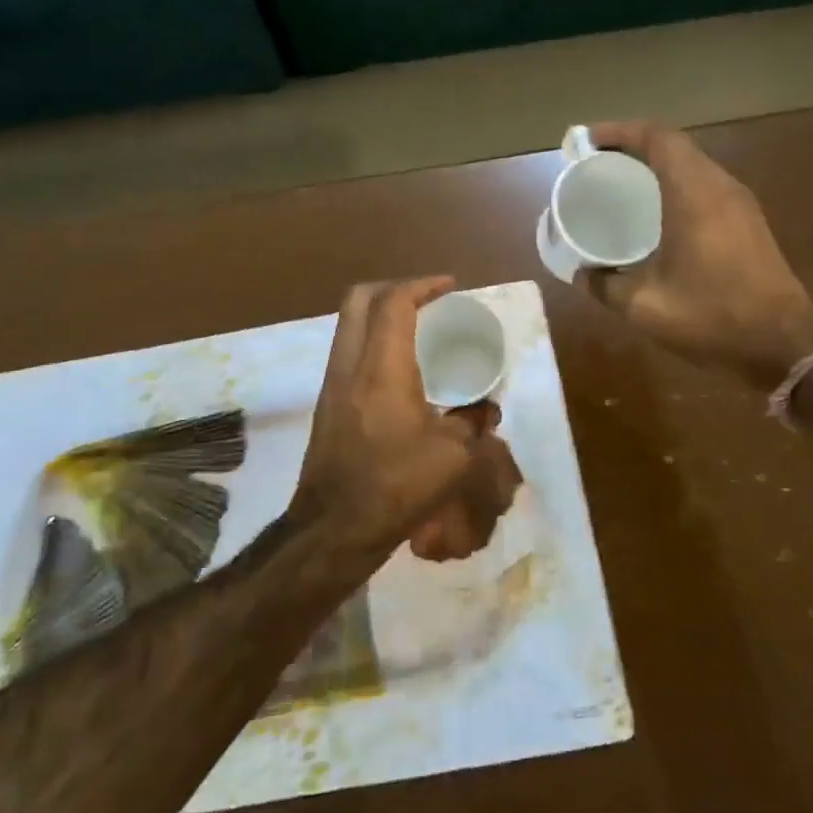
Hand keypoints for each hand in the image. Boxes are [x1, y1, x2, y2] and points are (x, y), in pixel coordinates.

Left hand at [290, 277, 523, 567]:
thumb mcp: (454, 457)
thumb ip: (474, 424)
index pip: (394, 302)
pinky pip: (347, 350)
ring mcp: (331, 383)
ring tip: (416, 328)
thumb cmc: (396, 485)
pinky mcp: (326, 403)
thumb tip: (487, 410)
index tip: (450, 287)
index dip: (422, 285)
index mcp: (381, 367)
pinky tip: (399, 368)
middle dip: (394, 288)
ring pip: (348, 324)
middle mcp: (349, 364)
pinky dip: (372, 340)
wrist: (334, 527)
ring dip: (380, 314)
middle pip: (359, 299)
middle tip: (428, 300)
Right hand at [574, 121, 812, 387]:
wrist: (784, 347)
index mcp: (695, 195)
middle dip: (633, 146)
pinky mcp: (749, 222)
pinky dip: (675, 184)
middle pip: (675, 145)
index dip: (620, 131)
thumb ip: (605, 285)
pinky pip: (705, 185)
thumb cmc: (712, 318)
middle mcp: (720, 188)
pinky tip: (656, 213)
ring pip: (693, 164)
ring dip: (656, 164)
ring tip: (621, 183)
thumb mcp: (645, 307)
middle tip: (597, 162)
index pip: (658, 138)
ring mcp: (740, 204)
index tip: (587, 142)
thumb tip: (581, 274)